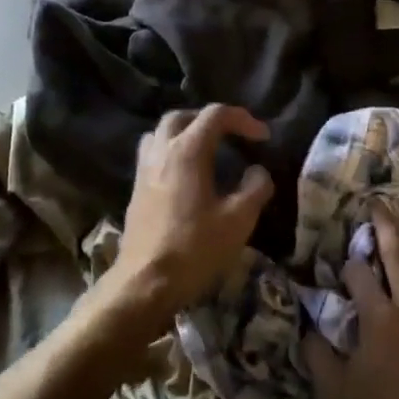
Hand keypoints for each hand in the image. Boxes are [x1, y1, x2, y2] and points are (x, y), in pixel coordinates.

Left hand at [91, 106, 273, 344]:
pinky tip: (186, 176)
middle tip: (232, 135)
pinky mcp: (135, 191)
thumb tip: (258, 172)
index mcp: (187, 151)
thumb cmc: (195, 248)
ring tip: (206, 150)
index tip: (263, 136)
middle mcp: (161, 152)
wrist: (145, 283)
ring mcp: (143, 171)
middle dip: (209, 119)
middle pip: (182, 117)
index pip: (215, 115)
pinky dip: (171, 153)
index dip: (243, 119)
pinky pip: (152, 155)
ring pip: (160, 134)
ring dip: (184, 133)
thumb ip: (255, 189)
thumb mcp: (238, 220)